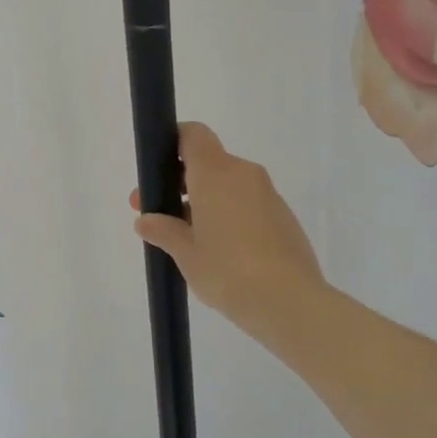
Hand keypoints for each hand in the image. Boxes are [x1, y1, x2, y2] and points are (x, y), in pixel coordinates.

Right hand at [129, 122, 325, 340]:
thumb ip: (164, 231)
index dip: (173, 143)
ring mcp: (268, 195)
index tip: (157, 170)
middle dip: (181, 183)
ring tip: (188, 239)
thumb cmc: (227, 271)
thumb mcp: (186, 254)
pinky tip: (220, 251)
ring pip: (228, 185)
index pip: (193, 135)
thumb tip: (146, 221)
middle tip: (158, 214)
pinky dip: (229, 215)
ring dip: (205, 201)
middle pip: (208, 162)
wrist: (290, 302)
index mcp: (216, 173)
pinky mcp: (283, 217)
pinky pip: (247, 204)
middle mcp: (244, 174)